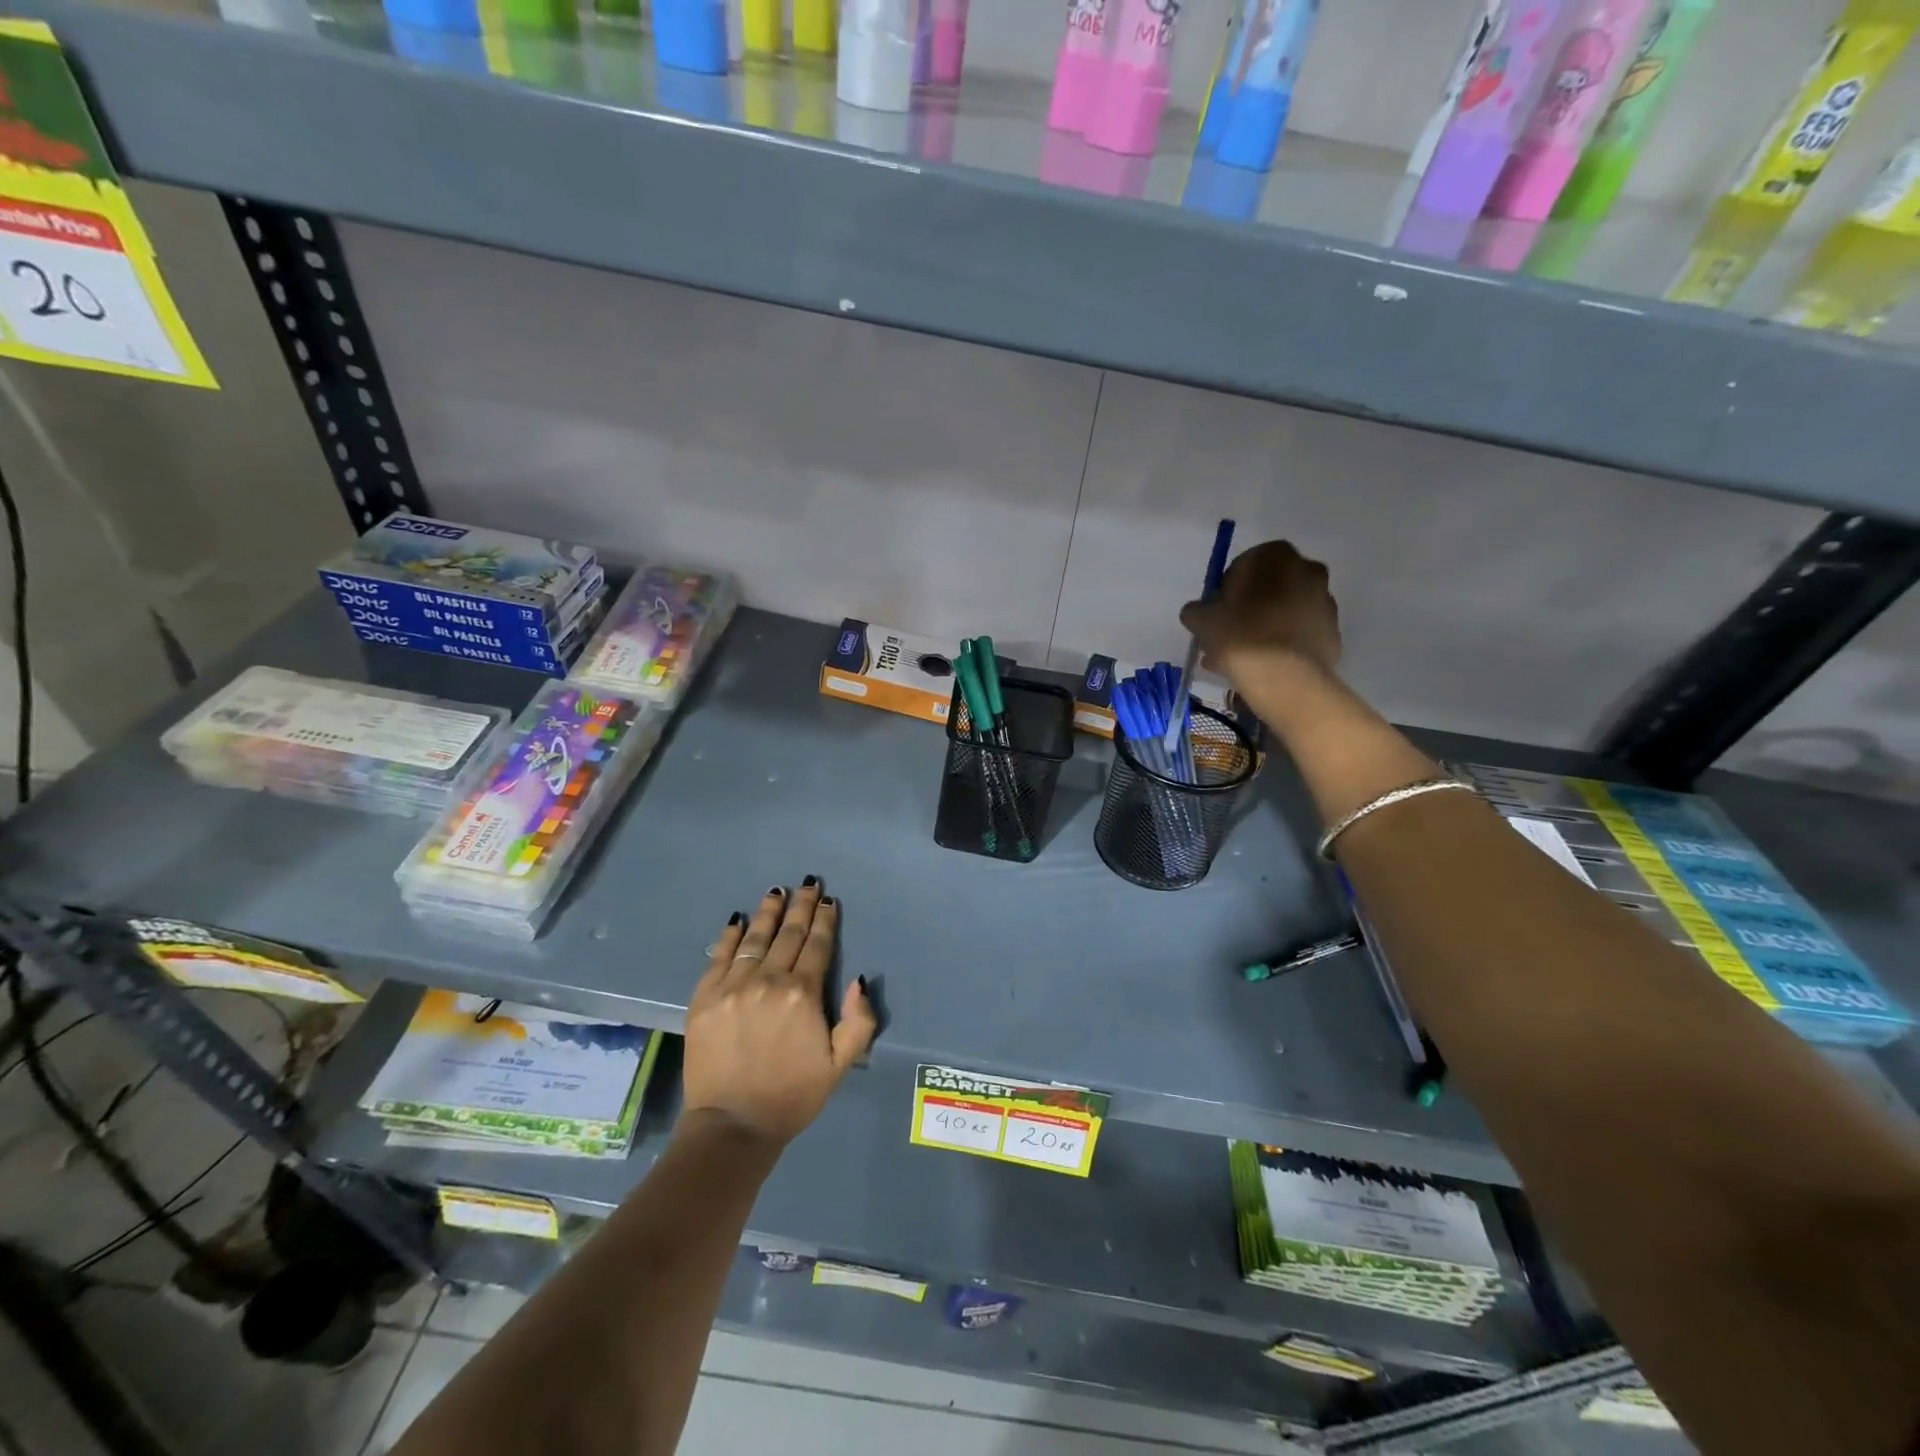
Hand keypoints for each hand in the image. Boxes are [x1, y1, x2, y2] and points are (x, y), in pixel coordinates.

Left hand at [682, 881, 877, 1149]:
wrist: (732, 1126)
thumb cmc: (792, 1095)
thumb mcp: (840, 1065)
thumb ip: (859, 1021)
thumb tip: (859, 980)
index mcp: (803, 995)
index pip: (817, 946)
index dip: (825, 921)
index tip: (829, 901)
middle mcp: (769, 981)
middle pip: (788, 934)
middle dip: (801, 907)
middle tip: (808, 884)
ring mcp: (733, 986)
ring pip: (754, 938)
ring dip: (768, 912)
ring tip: (776, 891)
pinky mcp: (704, 998)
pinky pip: (719, 957)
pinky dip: (730, 936)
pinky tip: (738, 920)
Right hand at [1178, 539, 1340, 684]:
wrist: (1286, 678)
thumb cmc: (1241, 636)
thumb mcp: (1201, 620)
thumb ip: (1197, 609)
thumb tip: (1200, 611)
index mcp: (1275, 556)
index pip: (1244, 565)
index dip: (1227, 590)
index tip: (1218, 613)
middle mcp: (1308, 569)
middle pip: (1268, 589)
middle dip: (1248, 609)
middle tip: (1228, 636)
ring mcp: (1325, 601)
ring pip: (1284, 612)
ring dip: (1264, 628)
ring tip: (1242, 659)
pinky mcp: (1333, 632)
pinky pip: (1299, 634)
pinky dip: (1283, 645)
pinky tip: (1264, 667)